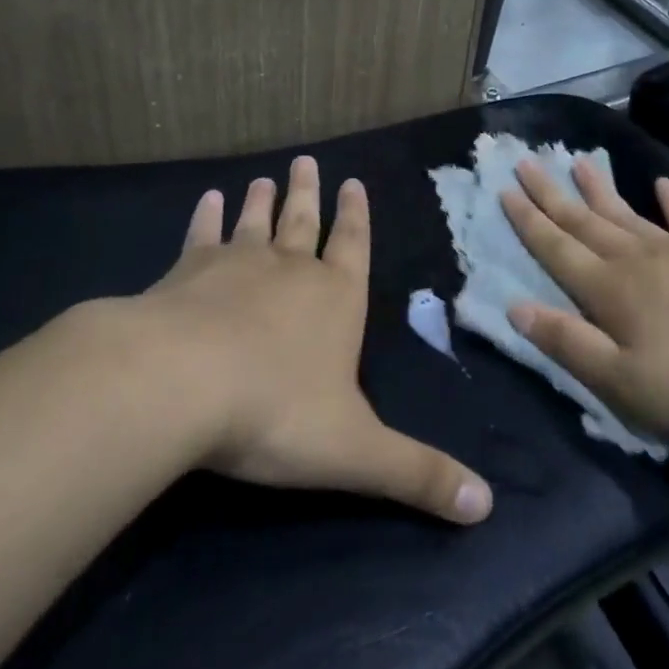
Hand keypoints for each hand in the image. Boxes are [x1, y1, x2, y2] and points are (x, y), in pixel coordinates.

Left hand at [139, 157, 492, 523]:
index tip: (354, 181)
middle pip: (304, 222)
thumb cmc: (275, 412)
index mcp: (336, 299)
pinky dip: (205, 217)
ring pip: (255, 223)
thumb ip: (418, 475)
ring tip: (264, 178)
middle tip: (306, 161)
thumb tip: (487, 506)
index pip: (354, 247)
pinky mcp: (186, 272)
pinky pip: (201, 236)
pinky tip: (206, 199)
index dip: (357, 216)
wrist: (181, 383)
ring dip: (261, 201)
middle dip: (309, 194)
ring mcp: (235, 265)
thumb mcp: (356, 452)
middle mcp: (290, 270)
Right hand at [499, 157, 668, 454]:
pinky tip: (660, 184)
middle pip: (584, 220)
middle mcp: (637, 260)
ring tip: (577, 160)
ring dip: (597, 189)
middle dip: (551, 193)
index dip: (528, 221)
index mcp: (610, 291)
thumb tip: (514, 307)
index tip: (504, 190)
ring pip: (625, 214)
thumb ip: (569, 344)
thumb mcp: (625, 384)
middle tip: (525, 161)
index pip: (557, 248)